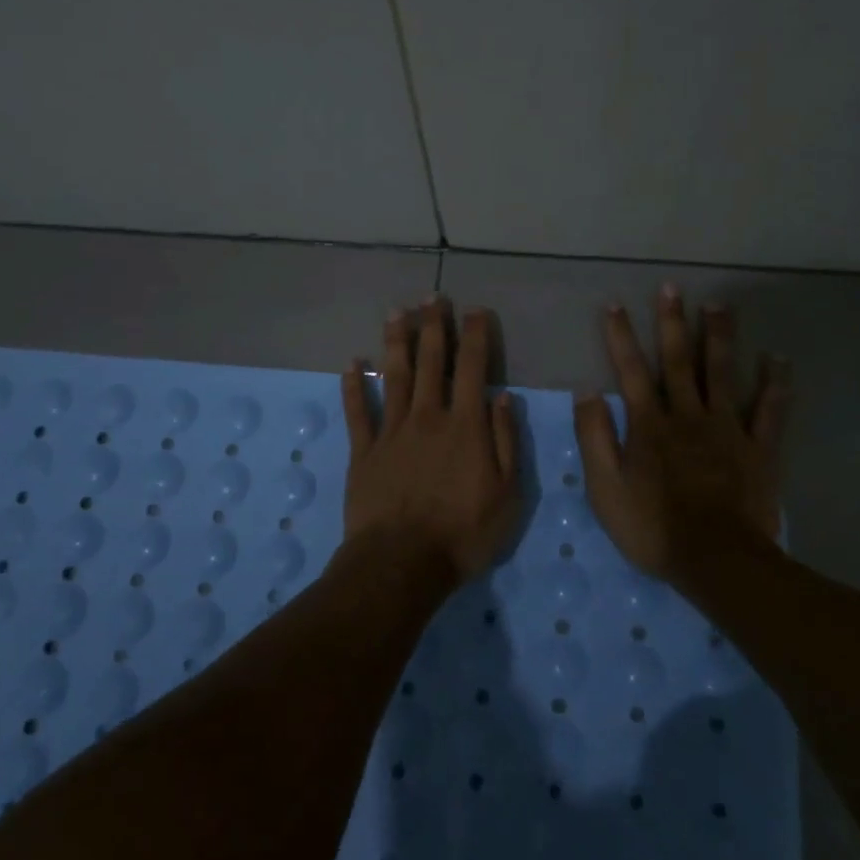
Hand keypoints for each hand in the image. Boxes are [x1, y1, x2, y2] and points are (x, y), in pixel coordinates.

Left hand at [341, 298, 521, 584]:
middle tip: (432, 297)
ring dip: (396, 342)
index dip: (475, 336)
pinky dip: (353, 386)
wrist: (402, 563)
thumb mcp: (507, 494)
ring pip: (393, 376)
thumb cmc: (463, 533)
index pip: (472, 369)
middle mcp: (427, 417)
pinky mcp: (363, 452)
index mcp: (464, 426)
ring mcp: (391, 432)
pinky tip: (352, 363)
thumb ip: (506, 442)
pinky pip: (357, 412)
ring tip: (397, 312)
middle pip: (430, 362)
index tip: (476, 310)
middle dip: (433, 326)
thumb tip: (503, 398)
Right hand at [574, 285, 790, 579]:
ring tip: (718, 305)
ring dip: (719, 336)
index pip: (630, 370)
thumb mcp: (605, 488)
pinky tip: (778, 358)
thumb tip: (587, 392)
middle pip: (678, 360)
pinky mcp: (759, 448)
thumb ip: (594, 437)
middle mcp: (688, 415)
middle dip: (672, 322)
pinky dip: (775, 383)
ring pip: (722, 373)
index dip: (620, 337)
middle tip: (672, 287)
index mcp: (649, 424)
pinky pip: (770, 410)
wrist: (716, 559)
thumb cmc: (653, 527)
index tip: (614, 305)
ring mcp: (727, 428)